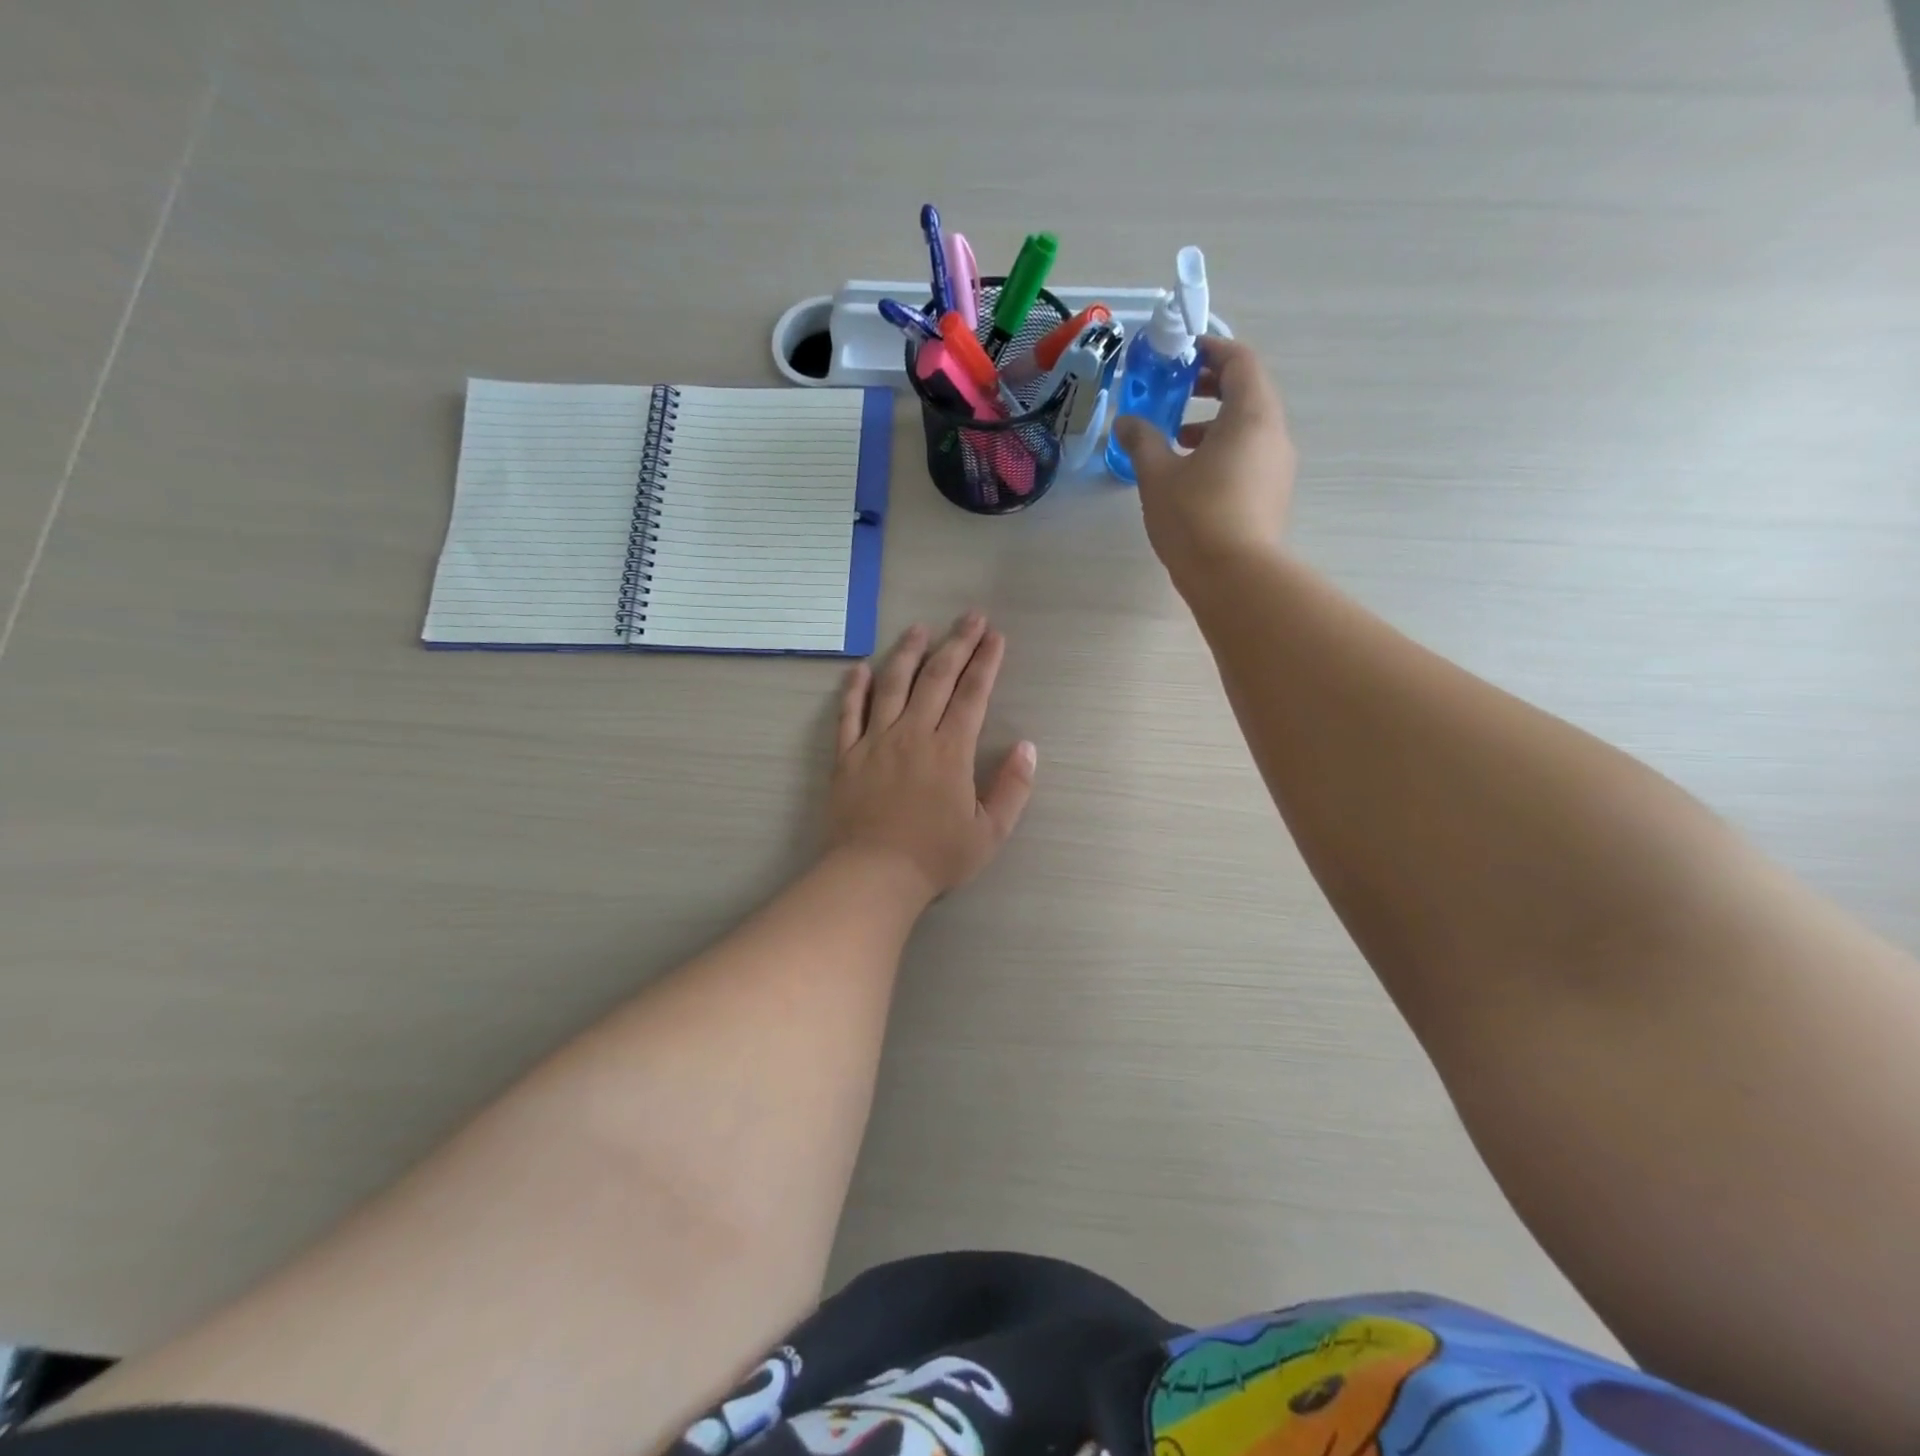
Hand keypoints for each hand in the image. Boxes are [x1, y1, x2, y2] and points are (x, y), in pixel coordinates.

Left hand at [827, 614, 1036, 905]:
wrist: (873, 875)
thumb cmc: (935, 857)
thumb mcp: (989, 832)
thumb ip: (1012, 788)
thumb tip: (1027, 747)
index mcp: (950, 750)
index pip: (972, 694)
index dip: (986, 662)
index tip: (995, 636)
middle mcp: (913, 734)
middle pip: (936, 678)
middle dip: (956, 643)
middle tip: (969, 617)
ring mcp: (876, 741)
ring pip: (892, 684)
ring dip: (907, 653)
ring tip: (918, 629)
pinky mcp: (847, 755)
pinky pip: (848, 713)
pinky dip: (854, 688)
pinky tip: (860, 668)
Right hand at [1111, 335, 1296, 584]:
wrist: (1235, 578)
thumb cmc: (1196, 517)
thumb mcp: (1158, 475)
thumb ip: (1142, 441)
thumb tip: (1126, 423)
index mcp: (1251, 415)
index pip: (1240, 361)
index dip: (1212, 349)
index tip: (1182, 353)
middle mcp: (1273, 434)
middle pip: (1248, 392)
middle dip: (1211, 386)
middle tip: (1176, 390)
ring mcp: (1277, 468)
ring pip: (1248, 428)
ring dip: (1214, 423)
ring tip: (1175, 439)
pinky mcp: (1272, 496)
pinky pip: (1249, 456)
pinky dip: (1223, 450)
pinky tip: (1191, 476)